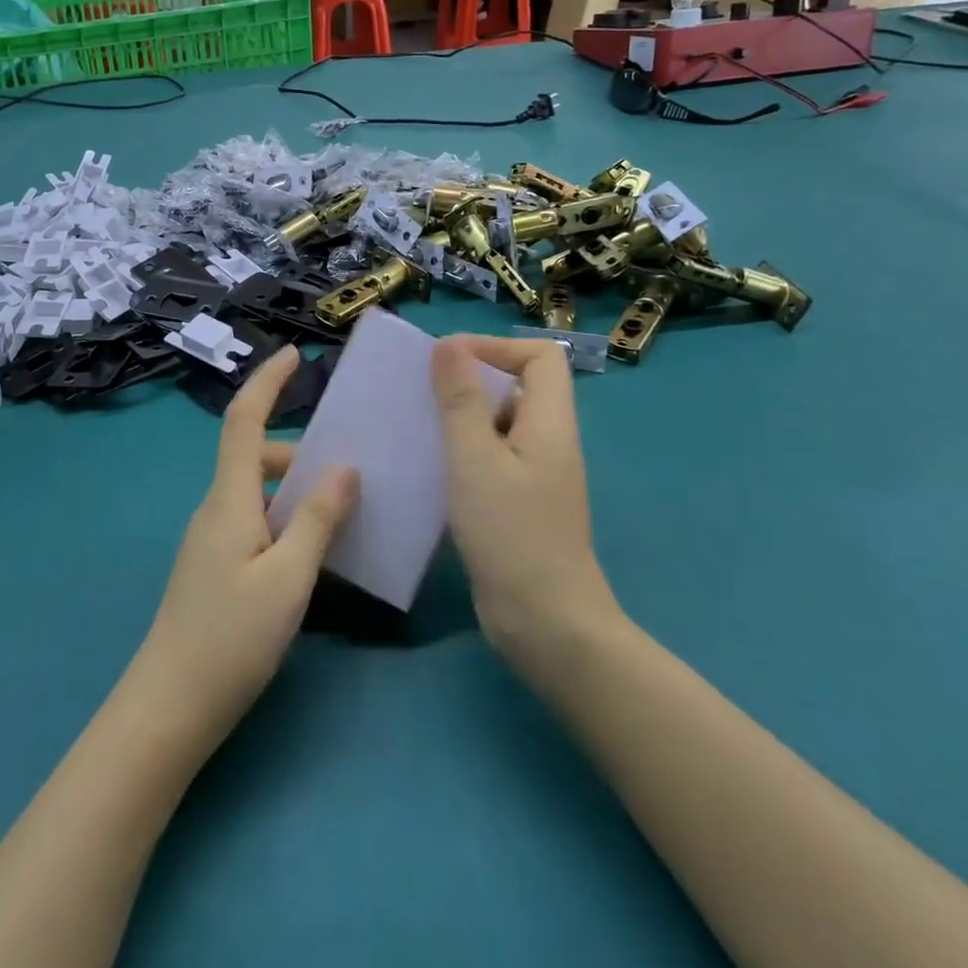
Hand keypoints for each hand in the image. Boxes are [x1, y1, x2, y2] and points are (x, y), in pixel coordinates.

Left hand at [129, 347, 357, 754]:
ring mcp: (211, 538)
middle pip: (255, 457)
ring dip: (295, 491)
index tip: (294, 355)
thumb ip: (318, 519)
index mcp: (230, 497)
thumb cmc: (231, 637)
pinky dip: (285, 518)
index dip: (267, 382)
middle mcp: (216, 507)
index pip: (243, 420)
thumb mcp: (289, 577)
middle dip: (299, 452)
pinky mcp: (214, 565)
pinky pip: (254, 520)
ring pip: (257, 492)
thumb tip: (345, 468)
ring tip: (341, 515)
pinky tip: (312, 552)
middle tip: (349, 470)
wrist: (170, 705)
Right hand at [431, 335, 616, 668]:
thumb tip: (449, 343)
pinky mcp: (520, 502)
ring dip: (461, 417)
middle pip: (518, 385)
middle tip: (422, 392)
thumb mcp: (475, 458)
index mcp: (550, 421)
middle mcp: (548, 440)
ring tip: (417, 426)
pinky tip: (430, 468)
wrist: (545, 624)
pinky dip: (463, 451)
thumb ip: (461, 399)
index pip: (540, 355)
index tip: (447, 360)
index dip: (496, 346)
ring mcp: (536, 474)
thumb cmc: (510, 533)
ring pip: (500, 423)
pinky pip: (492, 457)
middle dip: (469, 380)